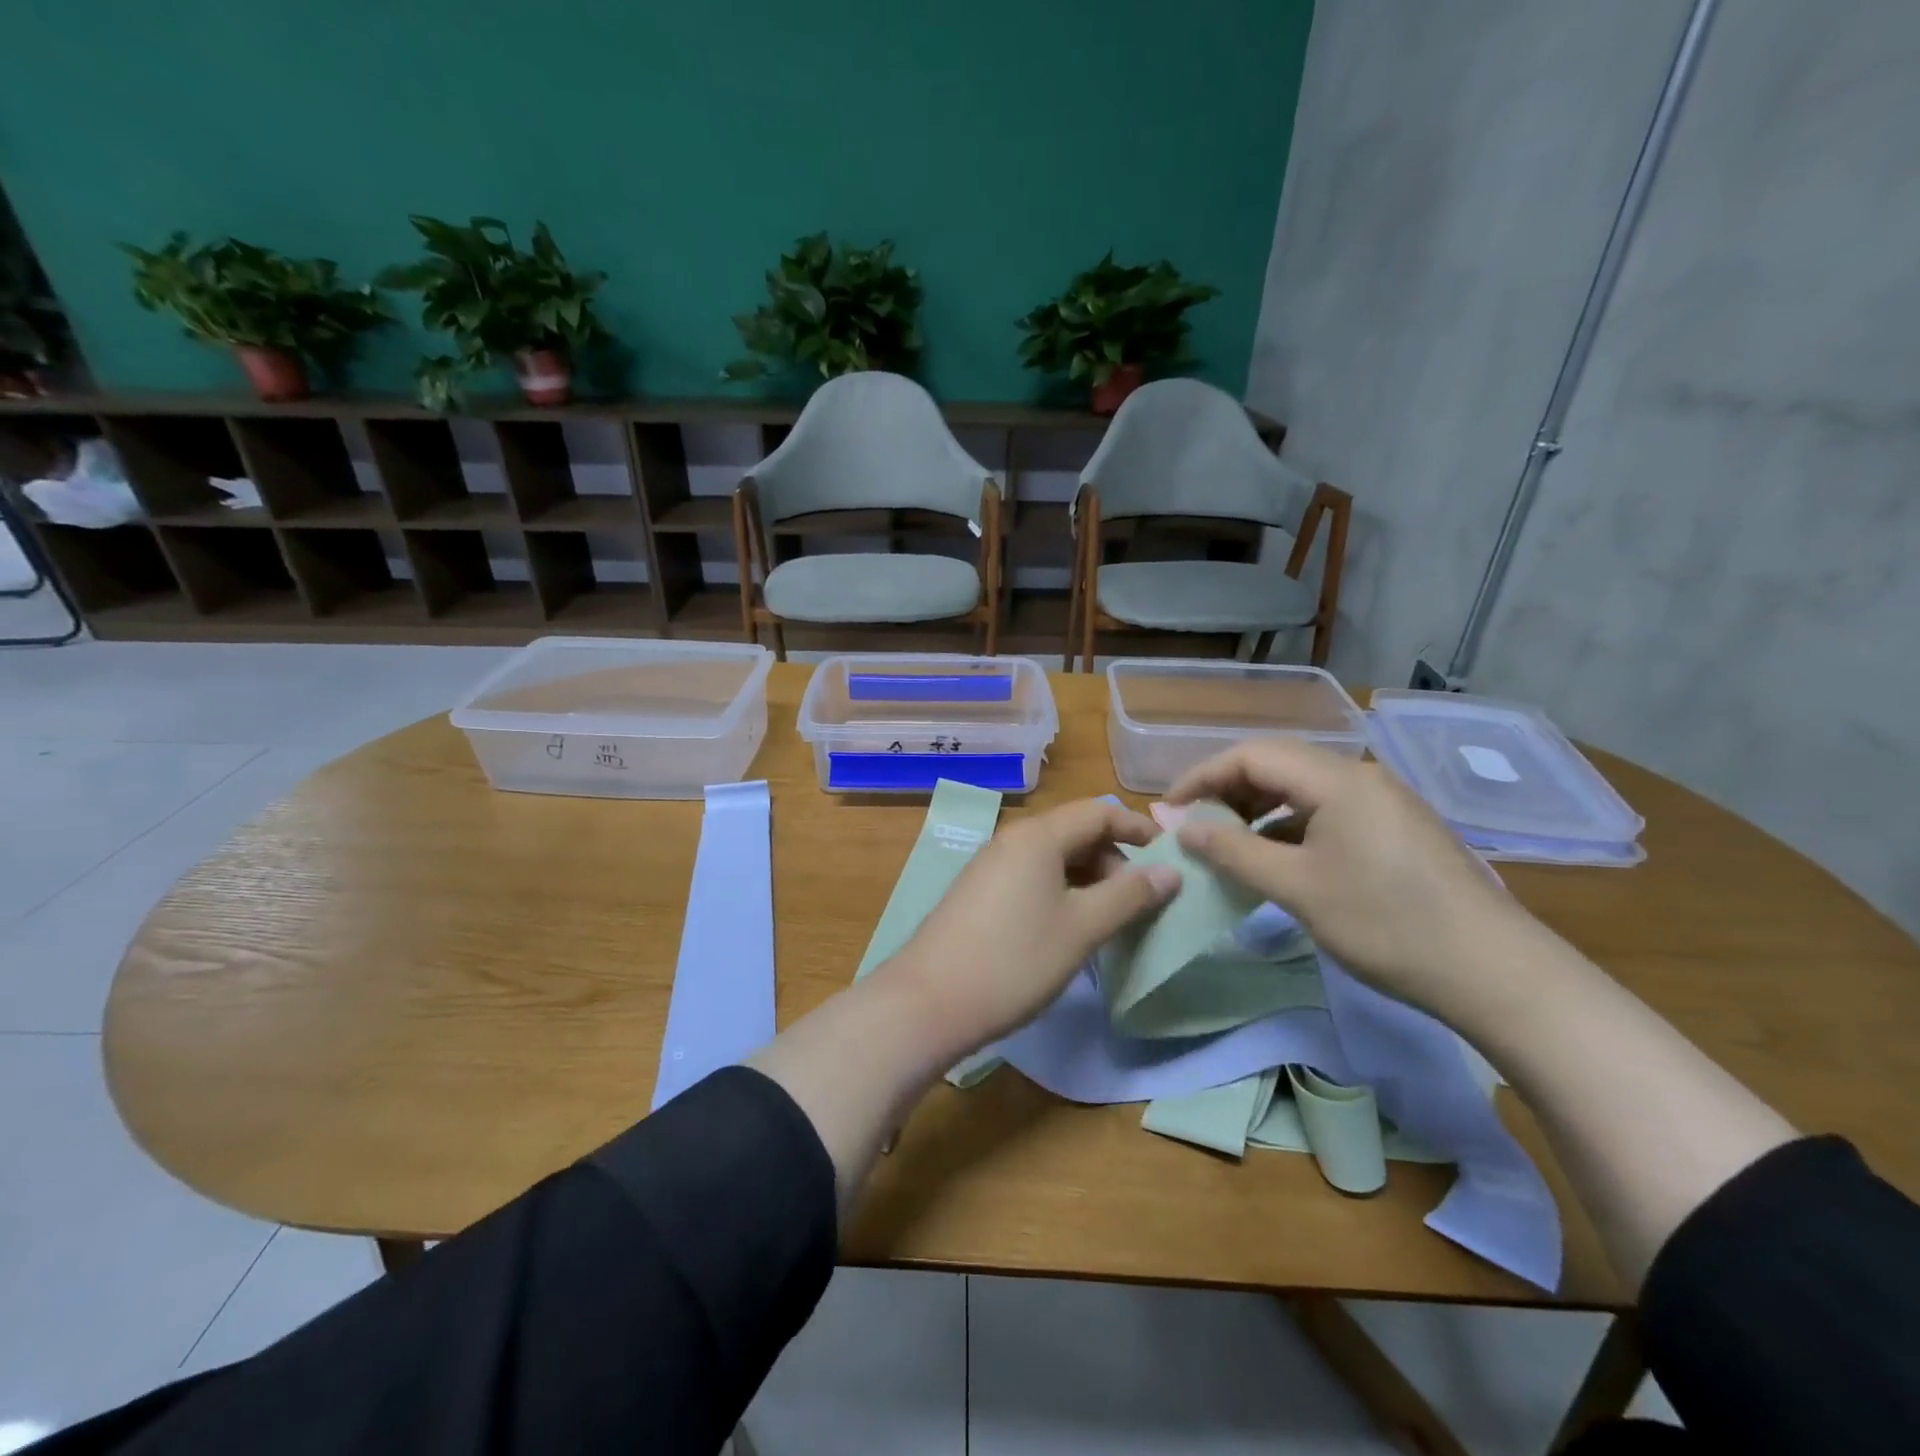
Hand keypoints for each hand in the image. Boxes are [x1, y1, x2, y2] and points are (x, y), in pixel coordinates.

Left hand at [881, 799, 1179, 1052]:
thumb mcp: (1082, 928)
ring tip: (1111, 920)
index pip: (1100, 812)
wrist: (929, 1001)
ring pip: (1053, 858)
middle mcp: (1012, 840)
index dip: (1139, 829)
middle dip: (1115, 860)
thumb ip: (1128, 895)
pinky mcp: (979, 893)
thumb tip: (1170, 871)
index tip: (1171, 858)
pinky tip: (1070, 930)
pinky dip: (1061, 893)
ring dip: (1089, 880)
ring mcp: (990, 866)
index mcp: (1038, 836)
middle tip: (1141, 903)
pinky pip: (1032, 878)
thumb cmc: (1015, 960)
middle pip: (1076, 833)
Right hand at [1167, 740, 1536, 1015]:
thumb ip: (1232, 851)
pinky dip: (1290, 827)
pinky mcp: (1395, 829)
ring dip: (1257, 810)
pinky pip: (1327, 812)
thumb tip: (1181, 827)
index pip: (1252, 755)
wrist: (1495, 973)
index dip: (1202, 776)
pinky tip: (1277, 859)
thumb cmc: (1386, 923)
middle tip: (1195, 827)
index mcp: (1337, 780)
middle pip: (1277, 765)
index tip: (1168, 810)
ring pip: (1302, 789)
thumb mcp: (1297, 888)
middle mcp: (1360, 777)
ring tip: (1228, 844)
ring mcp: (1383, 802)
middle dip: (1227, 791)